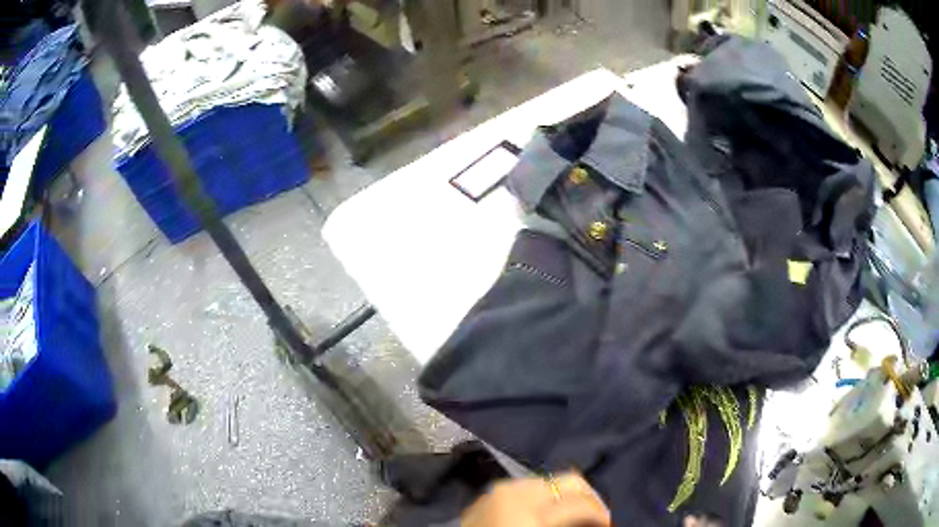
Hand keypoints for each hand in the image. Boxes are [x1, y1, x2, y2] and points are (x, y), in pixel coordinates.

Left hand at [462, 472, 610, 526]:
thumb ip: (571, 524)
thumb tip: (593, 520)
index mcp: (531, 508)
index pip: (582, 503)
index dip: (602, 514)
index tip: (608, 525)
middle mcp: (516, 489)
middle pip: (569, 479)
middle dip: (588, 498)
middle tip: (596, 517)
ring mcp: (499, 488)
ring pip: (548, 481)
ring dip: (563, 496)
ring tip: (570, 515)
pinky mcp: (487, 494)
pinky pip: (524, 488)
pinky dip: (540, 497)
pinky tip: (542, 513)